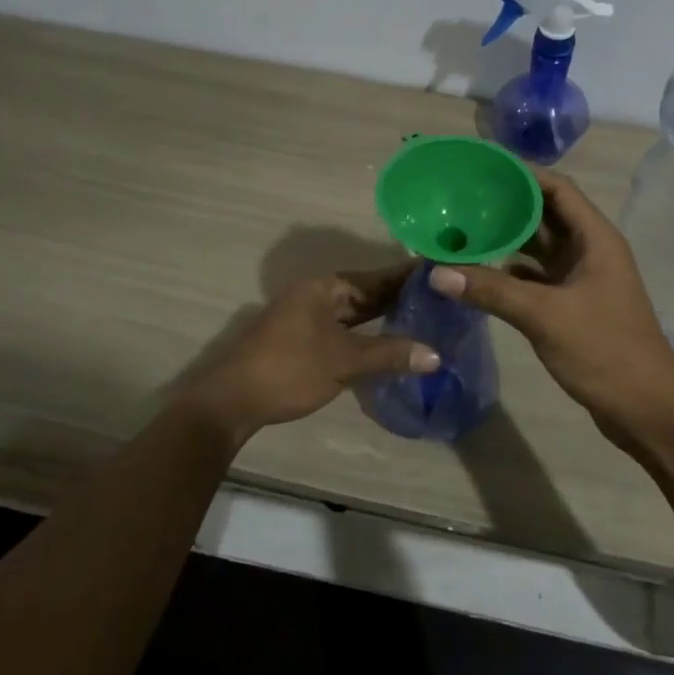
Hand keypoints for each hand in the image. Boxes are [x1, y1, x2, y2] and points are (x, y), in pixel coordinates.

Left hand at [175, 264, 437, 444]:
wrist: (232, 400)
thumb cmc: (289, 370)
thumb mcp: (344, 361)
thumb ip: (390, 354)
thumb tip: (436, 355)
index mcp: (324, 287)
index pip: (376, 277)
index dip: (408, 277)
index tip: (441, 274)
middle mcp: (316, 294)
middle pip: (366, 292)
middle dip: (400, 297)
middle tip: (441, 299)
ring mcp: (307, 316)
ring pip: (354, 312)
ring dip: (383, 316)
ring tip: (424, 318)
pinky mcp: (303, 339)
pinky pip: (344, 328)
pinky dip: (366, 333)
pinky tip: (389, 342)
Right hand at [428, 170, 673, 449]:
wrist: (646, 410)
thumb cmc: (605, 351)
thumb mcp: (544, 316)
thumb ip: (491, 291)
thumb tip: (436, 273)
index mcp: (595, 238)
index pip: (557, 188)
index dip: (521, 173)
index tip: (481, 168)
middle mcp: (590, 250)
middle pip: (544, 214)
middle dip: (506, 205)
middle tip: (460, 199)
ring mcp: (581, 279)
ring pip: (538, 248)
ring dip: (505, 240)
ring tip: (461, 230)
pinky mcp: (572, 305)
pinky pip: (535, 278)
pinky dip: (508, 273)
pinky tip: (476, 274)